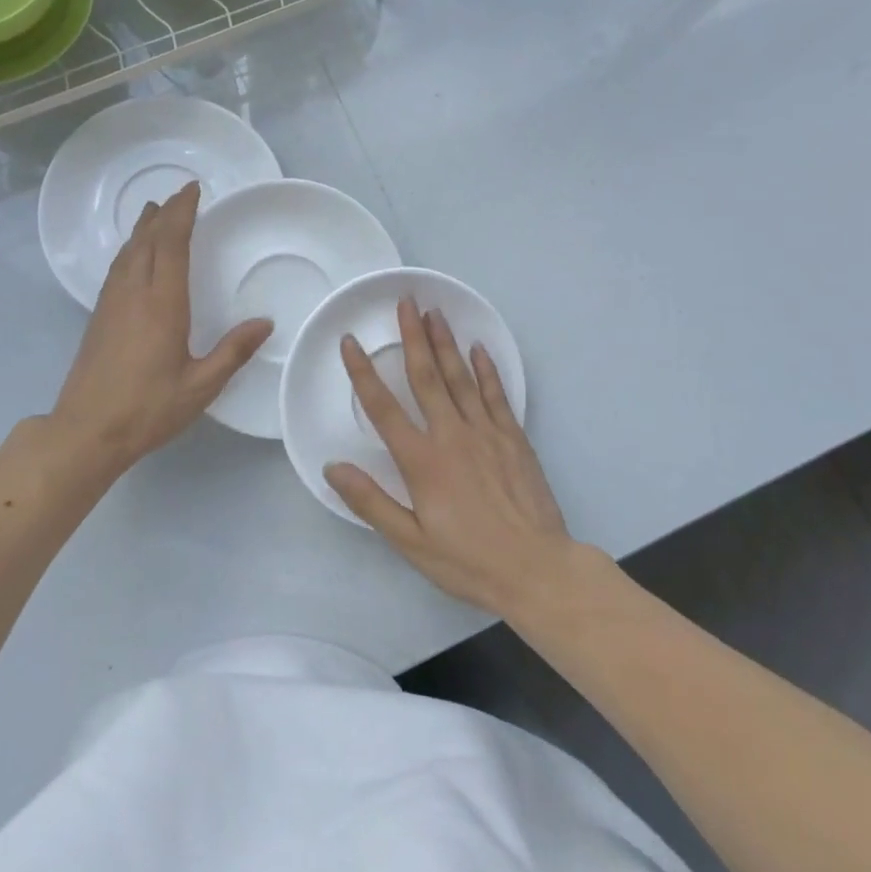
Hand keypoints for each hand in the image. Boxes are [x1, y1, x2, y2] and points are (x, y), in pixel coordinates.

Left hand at [48, 181, 271, 475]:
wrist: (87, 431)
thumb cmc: (148, 409)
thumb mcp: (200, 386)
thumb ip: (233, 351)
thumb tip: (265, 322)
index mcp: (162, 304)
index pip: (172, 245)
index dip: (182, 214)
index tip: (193, 190)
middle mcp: (134, 294)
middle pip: (148, 241)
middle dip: (165, 213)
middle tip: (180, 193)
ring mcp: (111, 304)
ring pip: (128, 252)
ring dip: (143, 228)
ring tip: (154, 210)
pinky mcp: (99, 317)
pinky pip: (117, 268)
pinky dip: (130, 249)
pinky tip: (133, 255)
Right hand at [325, 299, 575, 618]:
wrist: (537, 569)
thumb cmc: (468, 560)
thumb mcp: (411, 541)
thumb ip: (371, 502)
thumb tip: (333, 467)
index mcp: (421, 460)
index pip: (383, 407)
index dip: (363, 372)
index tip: (350, 341)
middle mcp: (451, 435)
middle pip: (426, 376)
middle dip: (412, 337)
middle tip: (405, 301)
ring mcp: (486, 432)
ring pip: (460, 377)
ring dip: (446, 342)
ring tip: (435, 312)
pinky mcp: (513, 438)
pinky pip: (496, 394)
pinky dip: (487, 369)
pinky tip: (478, 348)